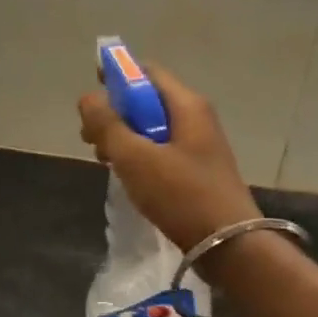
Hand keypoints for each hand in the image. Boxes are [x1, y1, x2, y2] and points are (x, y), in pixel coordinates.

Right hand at [78, 63, 259, 253]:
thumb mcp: (135, 158)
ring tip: (103, 160)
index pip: (147, 72)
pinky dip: (139, 156)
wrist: (229, 245)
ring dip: (124, 137)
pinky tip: (126, 176)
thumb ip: (108, 125)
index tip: (91, 91)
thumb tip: (88, 98)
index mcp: (186, 105)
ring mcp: (199, 145)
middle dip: (115, 113)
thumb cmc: (181, 195)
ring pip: (153, 128)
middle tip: (90, 138)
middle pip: (148, 101)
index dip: (117, 75)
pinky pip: (161, 151)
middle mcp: (196, 118)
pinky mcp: (197, 170)